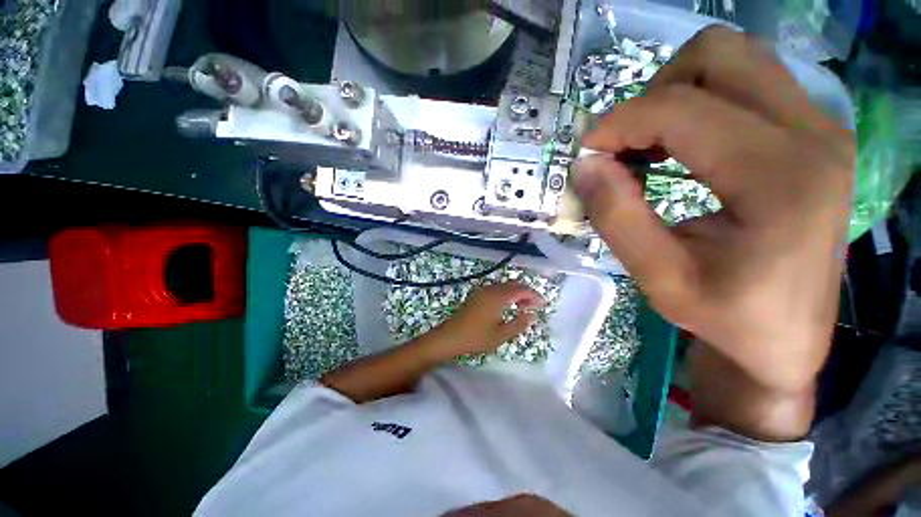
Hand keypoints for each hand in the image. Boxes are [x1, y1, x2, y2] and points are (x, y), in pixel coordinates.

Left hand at [430, 282, 543, 358]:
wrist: (450, 336)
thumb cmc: (476, 337)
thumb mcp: (501, 335)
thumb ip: (519, 324)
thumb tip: (532, 315)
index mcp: (498, 297)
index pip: (522, 289)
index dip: (534, 295)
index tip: (543, 304)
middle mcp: (491, 289)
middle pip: (513, 284)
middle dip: (526, 293)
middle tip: (534, 307)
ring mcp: (482, 291)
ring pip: (504, 286)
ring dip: (516, 293)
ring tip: (522, 308)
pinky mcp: (477, 295)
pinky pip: (496, 289)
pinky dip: (506, 294)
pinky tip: (507, 306)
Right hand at [573, 26, 854, 395]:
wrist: (787, 337)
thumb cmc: (726, 317)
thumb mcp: (658, 278)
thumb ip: (616, 217)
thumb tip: (584, 164)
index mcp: (783, 178)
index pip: (683, 110)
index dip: (620, 123)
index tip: (587, 152)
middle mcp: (815, 134)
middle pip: (719, 55)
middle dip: (653, 94)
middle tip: (626, 146)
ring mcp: (822, 127)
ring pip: (734, 59)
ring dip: (676, 94)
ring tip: (649, 146)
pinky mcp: (815, 133)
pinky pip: (748, 84)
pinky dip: (699, 105)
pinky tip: (680, 149)